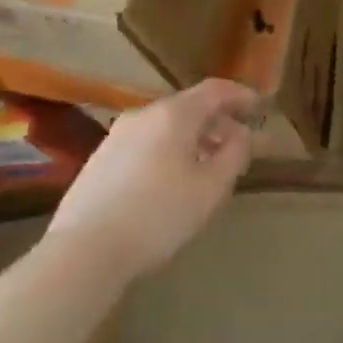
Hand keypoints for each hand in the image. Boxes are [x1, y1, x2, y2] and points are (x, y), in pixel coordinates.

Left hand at [44, 80, 260, 283]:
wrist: (83, 252)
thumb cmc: (159, 215)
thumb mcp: (212, 187)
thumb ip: (235, 153)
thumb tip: (242, 134)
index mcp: (174, 114)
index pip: (216, 90)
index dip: (241, 95)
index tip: (260, 107)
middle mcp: (144, 115)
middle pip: (189, 106)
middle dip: (218, 121)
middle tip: (239, 144)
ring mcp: (117, 136)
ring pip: (166, 126)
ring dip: (193, 138)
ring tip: (208, 165)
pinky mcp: (99, 160)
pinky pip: (146, 143)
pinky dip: (168, 150)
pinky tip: (172, 180)